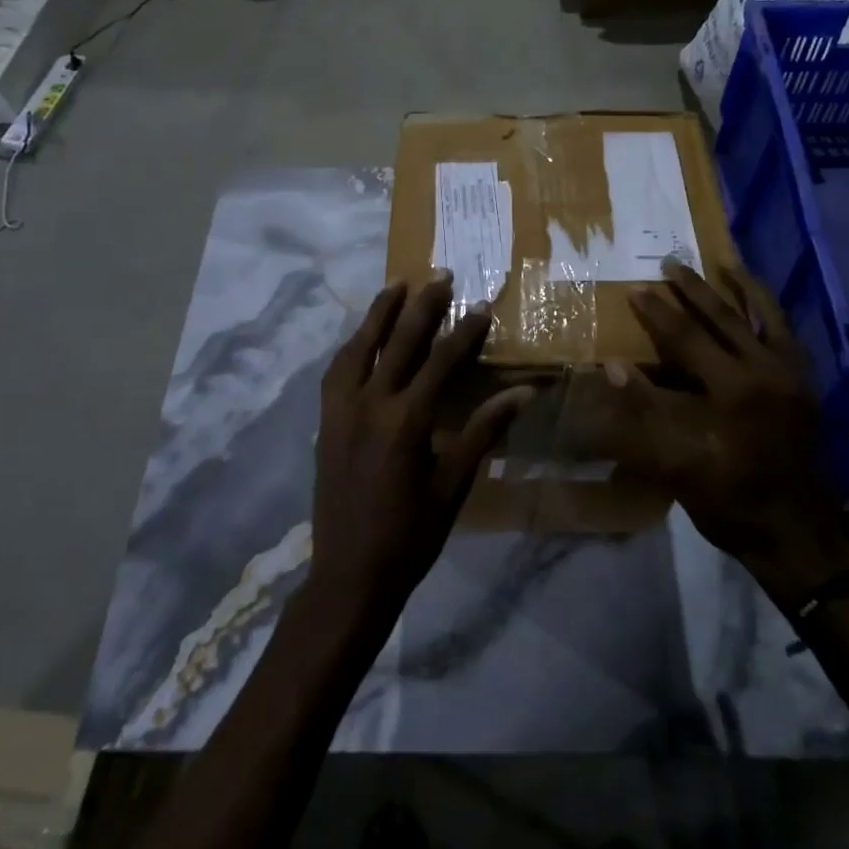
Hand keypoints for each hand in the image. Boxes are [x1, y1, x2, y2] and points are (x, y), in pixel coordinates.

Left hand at [309, 273, 533, 624]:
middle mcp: (370, 405)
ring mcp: (341, 411)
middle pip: (399, 342)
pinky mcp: (326, 421)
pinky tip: (362, 337)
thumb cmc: (411, 535)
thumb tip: (523, 393)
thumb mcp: (454, 485)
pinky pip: (337, 371)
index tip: (481, 305)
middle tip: (440, 274)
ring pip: (360, 348)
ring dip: (379, 314)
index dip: (464, 332)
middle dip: (422, 306)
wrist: (349, 573)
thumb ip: (484, 431)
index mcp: (406, 422)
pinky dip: (353, 346)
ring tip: (396, 285)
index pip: (441, 362)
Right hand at [607, 262, 848, 604]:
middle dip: (694, 290)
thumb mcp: (676, 461)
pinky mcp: (807, 386)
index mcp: (733, 389)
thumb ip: (644, 408)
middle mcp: (768, 371)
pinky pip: (789, 336)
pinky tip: (761, 306)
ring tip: (727, 265)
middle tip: (671, 264)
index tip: (637, 289)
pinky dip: (772, 314)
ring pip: (767, 318)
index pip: (688, 338)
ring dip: (743, 289)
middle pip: (726, 318)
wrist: (795, 534)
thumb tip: (614, 366)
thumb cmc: (728, 500)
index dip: (658, 313)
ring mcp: (793, 376)